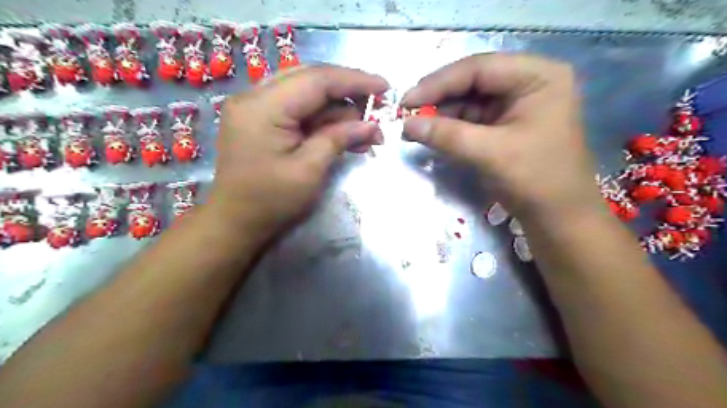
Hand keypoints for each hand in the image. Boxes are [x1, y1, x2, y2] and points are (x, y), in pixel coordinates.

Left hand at [210, 65, 384, 240]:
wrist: (236, 221)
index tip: (385, 87)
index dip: (355, 81)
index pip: (317, 79)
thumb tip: (371, 124)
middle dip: (348, 94)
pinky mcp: (260, 118)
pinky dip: (323, 120)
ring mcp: (255, 106)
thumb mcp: (309, 171)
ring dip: (338, 111)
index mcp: (262, 107)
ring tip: (365, 131)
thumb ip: (339, 139)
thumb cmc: (271, 201)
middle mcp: (254, 96)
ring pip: (307, 93)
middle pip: (312, 80)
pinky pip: (298, 108)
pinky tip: (344, 134)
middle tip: (376, 109)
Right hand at [403, 52, 602, 222]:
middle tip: (406, 113)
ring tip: (413, 127)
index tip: (407, 100)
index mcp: (538, 76)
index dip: (438, 82)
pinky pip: (472, 118)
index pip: (479, 68)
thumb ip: (446, 135)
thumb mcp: (489, 153)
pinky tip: (431, 133)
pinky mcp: (506, 123)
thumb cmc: (535, 180)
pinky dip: (451, 126)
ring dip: (441, 113)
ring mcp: (517, 103)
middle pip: (473, 81)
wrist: (558, 217)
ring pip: (469, 100)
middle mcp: (528, 82)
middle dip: (438, 98)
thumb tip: (406, 124)